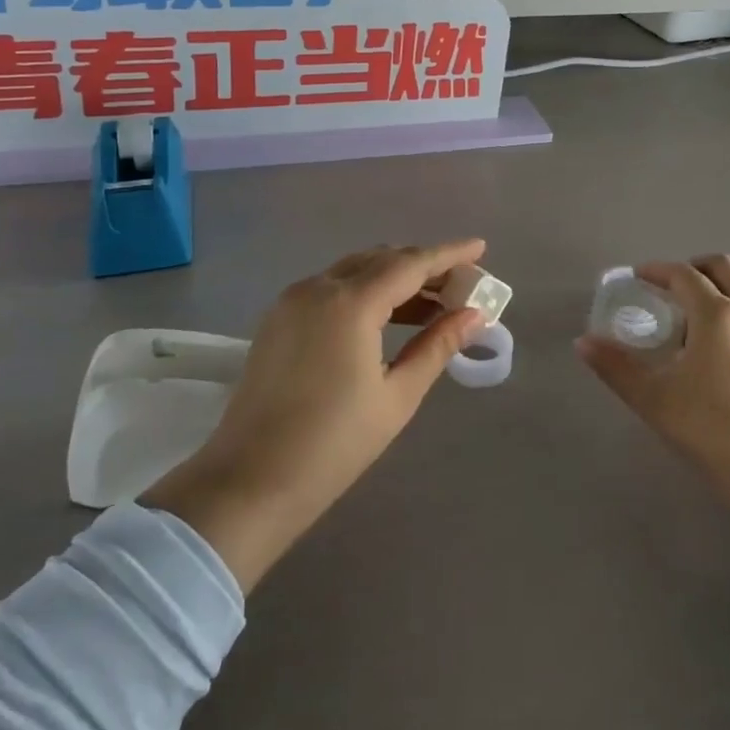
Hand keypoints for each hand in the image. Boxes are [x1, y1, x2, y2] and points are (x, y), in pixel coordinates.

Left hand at [143, 240, 486, 591]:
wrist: (249, 482)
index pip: (411, 263)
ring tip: (432, 305)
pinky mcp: (278, 319)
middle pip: (381, 259)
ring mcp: (292, 301)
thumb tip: (474, 316)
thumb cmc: (334, 444)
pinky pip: (331, 287)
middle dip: (423, 266)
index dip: (449, 254)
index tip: (479, 247)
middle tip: (460, 284)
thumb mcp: (397, 396)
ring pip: (354, 270)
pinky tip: (387, 317)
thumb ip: (437, 346)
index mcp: (350, 303)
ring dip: (394, 278)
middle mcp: (318, 288)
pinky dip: (365, 291)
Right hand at [576, 255, 729, 573]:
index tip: (636, 278)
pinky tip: (710, 353)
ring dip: (712, 292)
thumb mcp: (653, 398)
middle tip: (666, 288)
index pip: (684, 274)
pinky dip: (728, 315)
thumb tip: (582, 343)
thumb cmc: (710, 427)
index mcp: (717, 314)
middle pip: (722, 267)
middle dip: (692, 268)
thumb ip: (615, 367)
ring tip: (684, 324)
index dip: (657, 270)